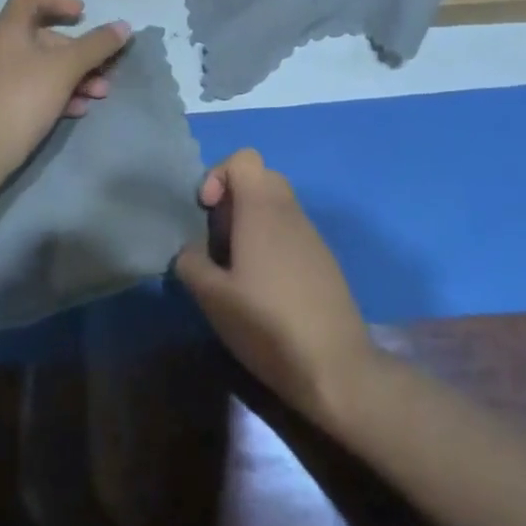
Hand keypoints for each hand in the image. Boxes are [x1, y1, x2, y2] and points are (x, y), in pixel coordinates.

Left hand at [0, 0, 129, 182]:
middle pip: (44, 36)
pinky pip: (34, 88)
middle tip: (105, 68)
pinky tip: (78, 110)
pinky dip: (58, 93)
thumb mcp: (65, 68)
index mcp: (8, 30)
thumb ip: (96, 45)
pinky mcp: (0, 104)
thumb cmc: (22, 99)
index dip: (58, 0)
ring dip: (75, 75)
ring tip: (99, 94)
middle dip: (80, 51)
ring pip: (43, 66)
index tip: (83, 15)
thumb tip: (123, 26)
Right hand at [173, 149, 375, 426]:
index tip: (206, 213)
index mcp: (263, 209)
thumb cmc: (267, 324)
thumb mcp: (213, 298)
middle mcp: (290, 212)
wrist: (335, 367)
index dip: (218, 175)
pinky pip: (291, 232)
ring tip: (237, 269)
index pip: (244, 158)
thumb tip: (189, 251)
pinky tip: (264, 288)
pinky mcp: (324, 260)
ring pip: (278, 206)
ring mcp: (312, 236)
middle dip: (234, 198)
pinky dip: (272, 243)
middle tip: (218, 240)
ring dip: (252, 223)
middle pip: (261, 178)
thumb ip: (191, 264)